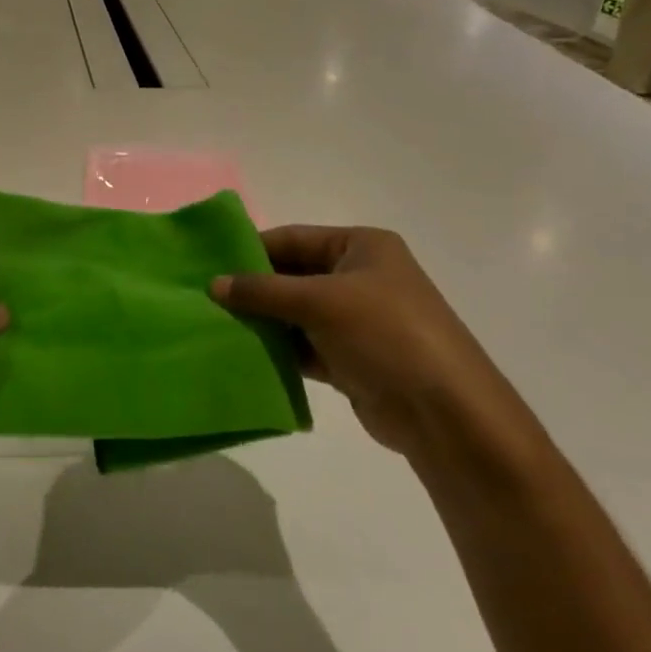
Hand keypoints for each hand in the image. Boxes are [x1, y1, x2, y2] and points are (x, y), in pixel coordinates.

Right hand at [212, 227, 534, 464]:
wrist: (445, 414)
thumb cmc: (386, 335)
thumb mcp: (320, 302)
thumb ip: (263, 291)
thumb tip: (213, 284)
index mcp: (362, 247)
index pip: (293, 238)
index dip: (252, 249)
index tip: (208, 264)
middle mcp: (360, 277)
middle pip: (293, 275)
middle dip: (253, 288)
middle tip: (205, 298)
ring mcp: (356, 320)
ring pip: (295, 313)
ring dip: (262, 321)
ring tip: (214, 326)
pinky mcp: (351, 358)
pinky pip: (304, 346)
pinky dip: (278, 350)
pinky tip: (244, 354)